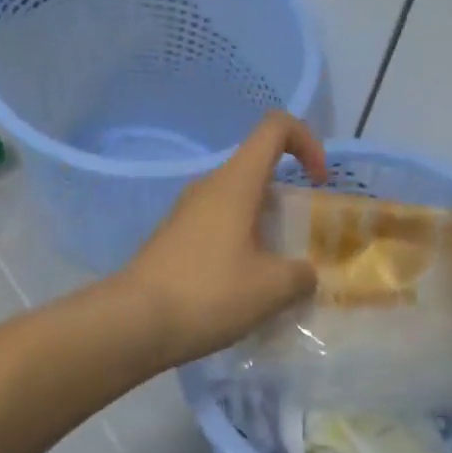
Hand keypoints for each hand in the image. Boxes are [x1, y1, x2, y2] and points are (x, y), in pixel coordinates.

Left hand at [120, 113, 326, 367]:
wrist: (132, 324)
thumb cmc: (208, 293)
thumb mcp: (272, 288)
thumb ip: (301, 275)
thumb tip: (305, 274)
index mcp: (236, 182)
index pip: (276, 128)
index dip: (307, 142)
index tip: (319, 183)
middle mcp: (209, 188)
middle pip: (258, 170)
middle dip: (289, 199)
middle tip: (303, 241)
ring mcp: (186, 214)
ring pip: (238, 203)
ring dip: (265, 228)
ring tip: (278, 273)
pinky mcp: (173, 240)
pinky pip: (218, 228)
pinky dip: (241, 246)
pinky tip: (245, 289)